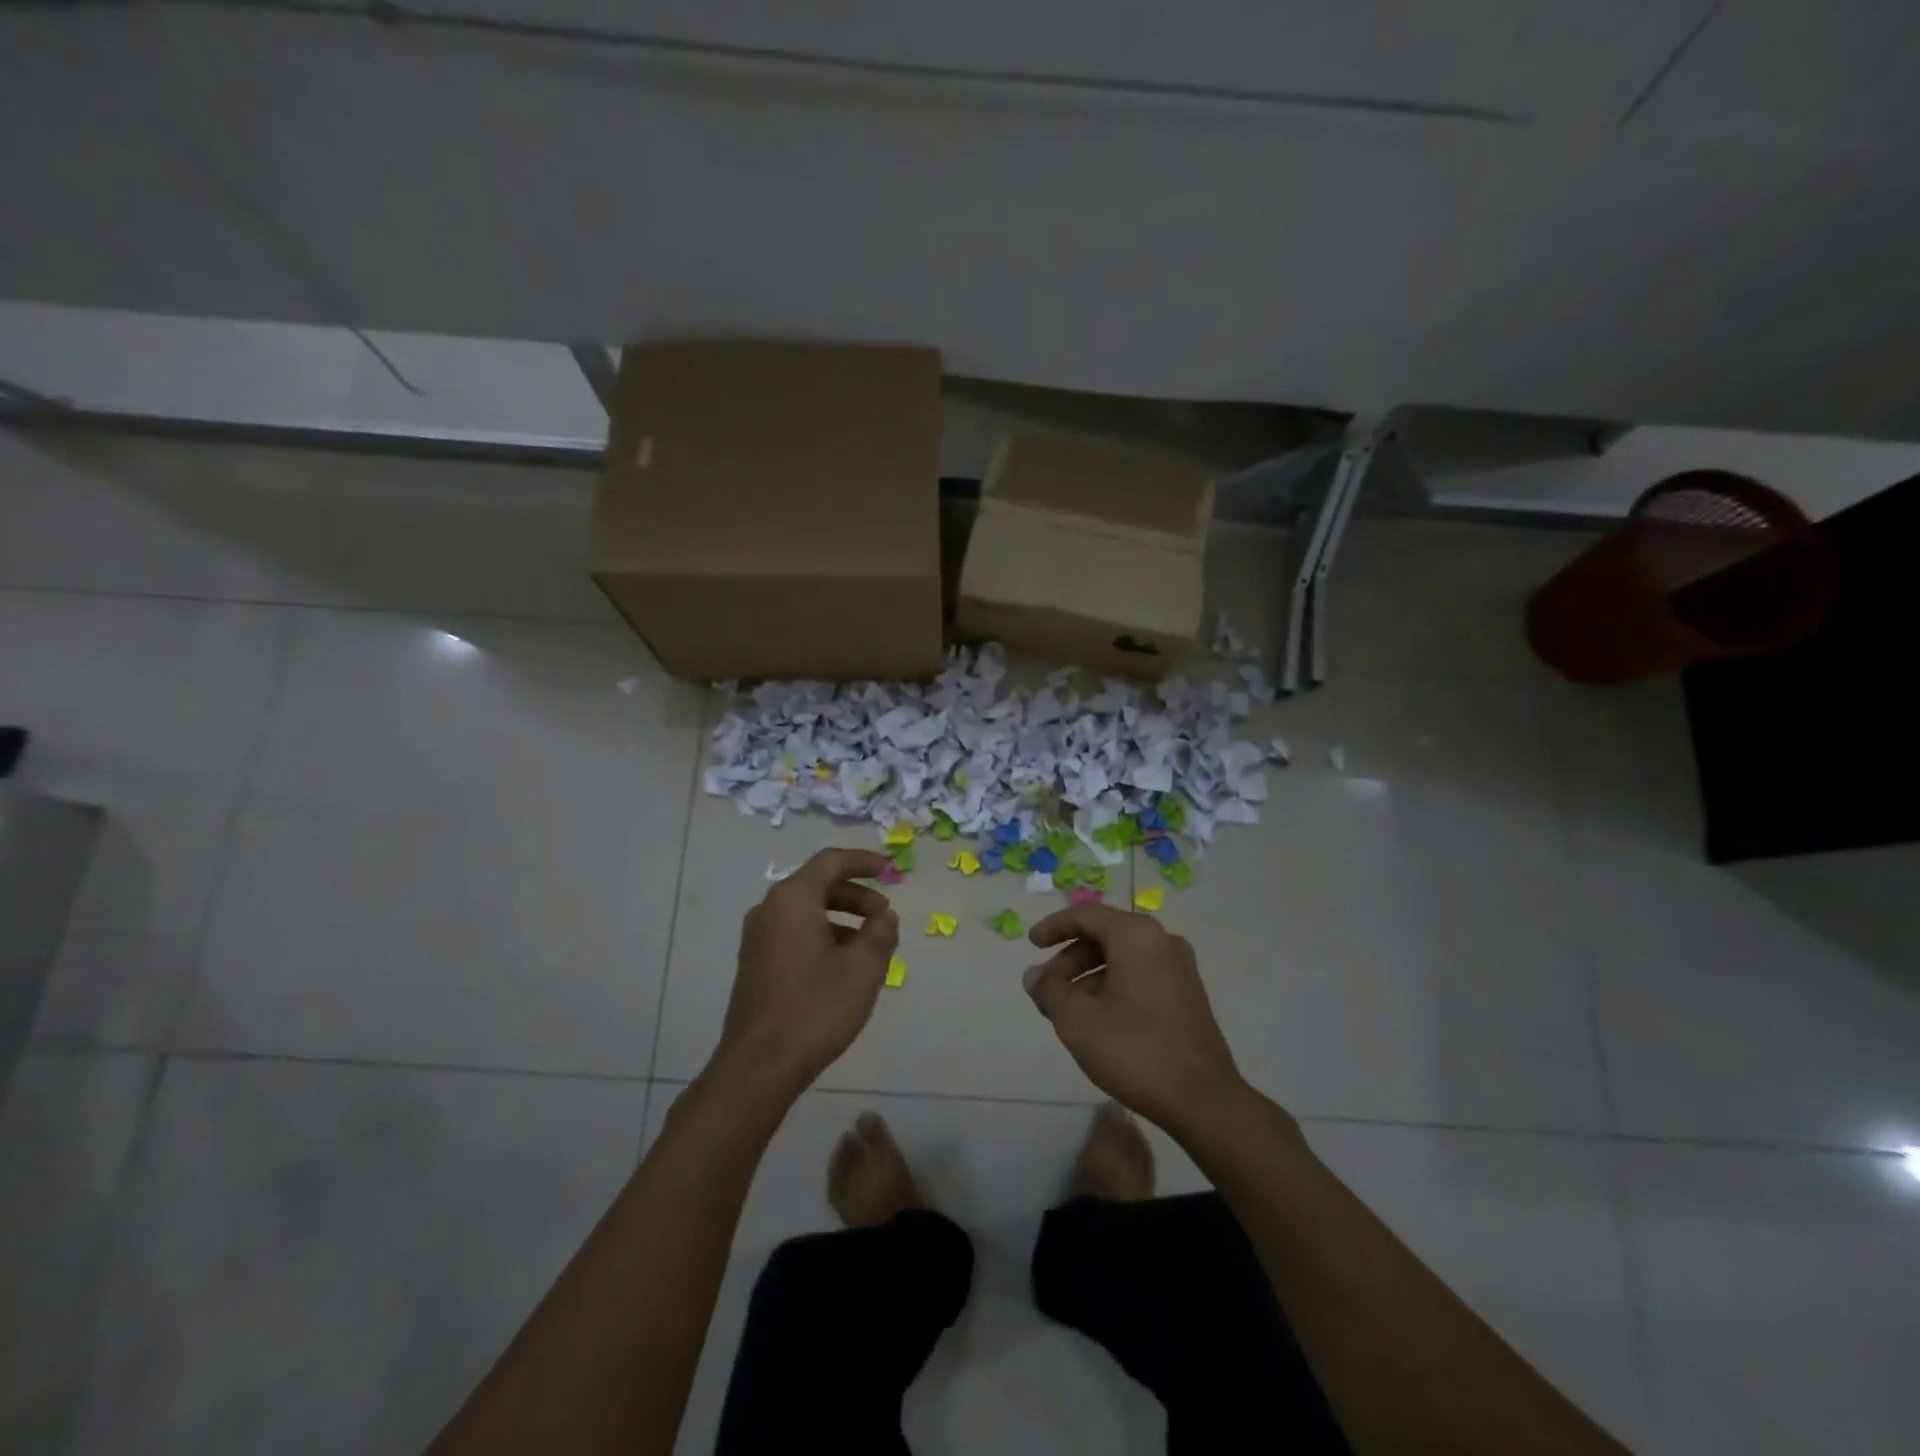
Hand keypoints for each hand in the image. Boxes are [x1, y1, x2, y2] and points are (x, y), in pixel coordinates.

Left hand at [715, 848, 899, 1101]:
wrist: (759, 1065)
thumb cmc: (815, 1008)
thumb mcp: (863, 968)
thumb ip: (881, 933)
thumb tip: (884, 917)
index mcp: (792, 899)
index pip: (831, 862)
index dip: (864, 861)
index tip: (891, 870)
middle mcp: (769, 910)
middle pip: (818, 886)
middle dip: (857, 896)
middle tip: (885, 917)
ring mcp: (757, 938)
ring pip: (807, 912)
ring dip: (842, 919)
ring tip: (871, 947)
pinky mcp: (756, 964)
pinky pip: (794, 934)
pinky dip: (823, 936)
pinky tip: (844, 967)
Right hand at [1023, 903, 1243, 1131]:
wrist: (1203, 1100)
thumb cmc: (1134, 1049)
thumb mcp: (1078, 1020)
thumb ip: (1049, 991)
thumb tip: (1033, 975)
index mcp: (1136, 935)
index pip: (1086, 915)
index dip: (1054, 927)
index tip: (1031, 944)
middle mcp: (1162, 941)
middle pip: (1105, 936)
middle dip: (1070, 960)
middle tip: (1046, 989)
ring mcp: (1180, 969)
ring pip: (1122, 959)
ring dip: (1089, 977)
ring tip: (1067, 1010)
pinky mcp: (1188, 996)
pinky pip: (1141, 976)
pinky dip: (1113, 987)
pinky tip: (1098, 1020)